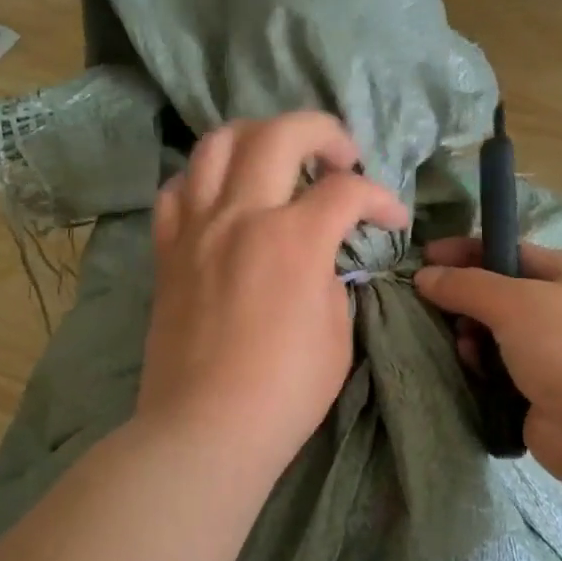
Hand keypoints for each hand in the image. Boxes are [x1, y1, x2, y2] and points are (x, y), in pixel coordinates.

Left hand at [138, 112, 408, 485]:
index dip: (381, 198)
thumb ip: (332, 280)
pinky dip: (204, 177)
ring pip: (217, 143)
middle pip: (281, 133)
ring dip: (258, 137)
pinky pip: (177, 188)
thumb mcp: (337, 334)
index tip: (393, 219)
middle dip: (324, 132)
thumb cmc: (285, 391)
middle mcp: (242, 215)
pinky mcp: (168, 250)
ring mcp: (197, 228)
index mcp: (294, 239)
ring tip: (278, 160)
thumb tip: (323, 259)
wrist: (207, 428)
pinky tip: (224, 196)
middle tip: (342, 159)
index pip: (348, 190)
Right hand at [413, 238, 561, 480]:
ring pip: (501, 337)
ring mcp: (560, 356)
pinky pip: (504, 372)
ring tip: (462, 349)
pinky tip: (474, 374)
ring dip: (474, 338)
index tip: (426, 257)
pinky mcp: (546, 393)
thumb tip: (424, 275)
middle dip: (468, 301)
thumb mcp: (514, 303)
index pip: (514, 253)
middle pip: (505, 297)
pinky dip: (485, 370)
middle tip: (437, 310)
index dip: (469, 252)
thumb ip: (466, 285)